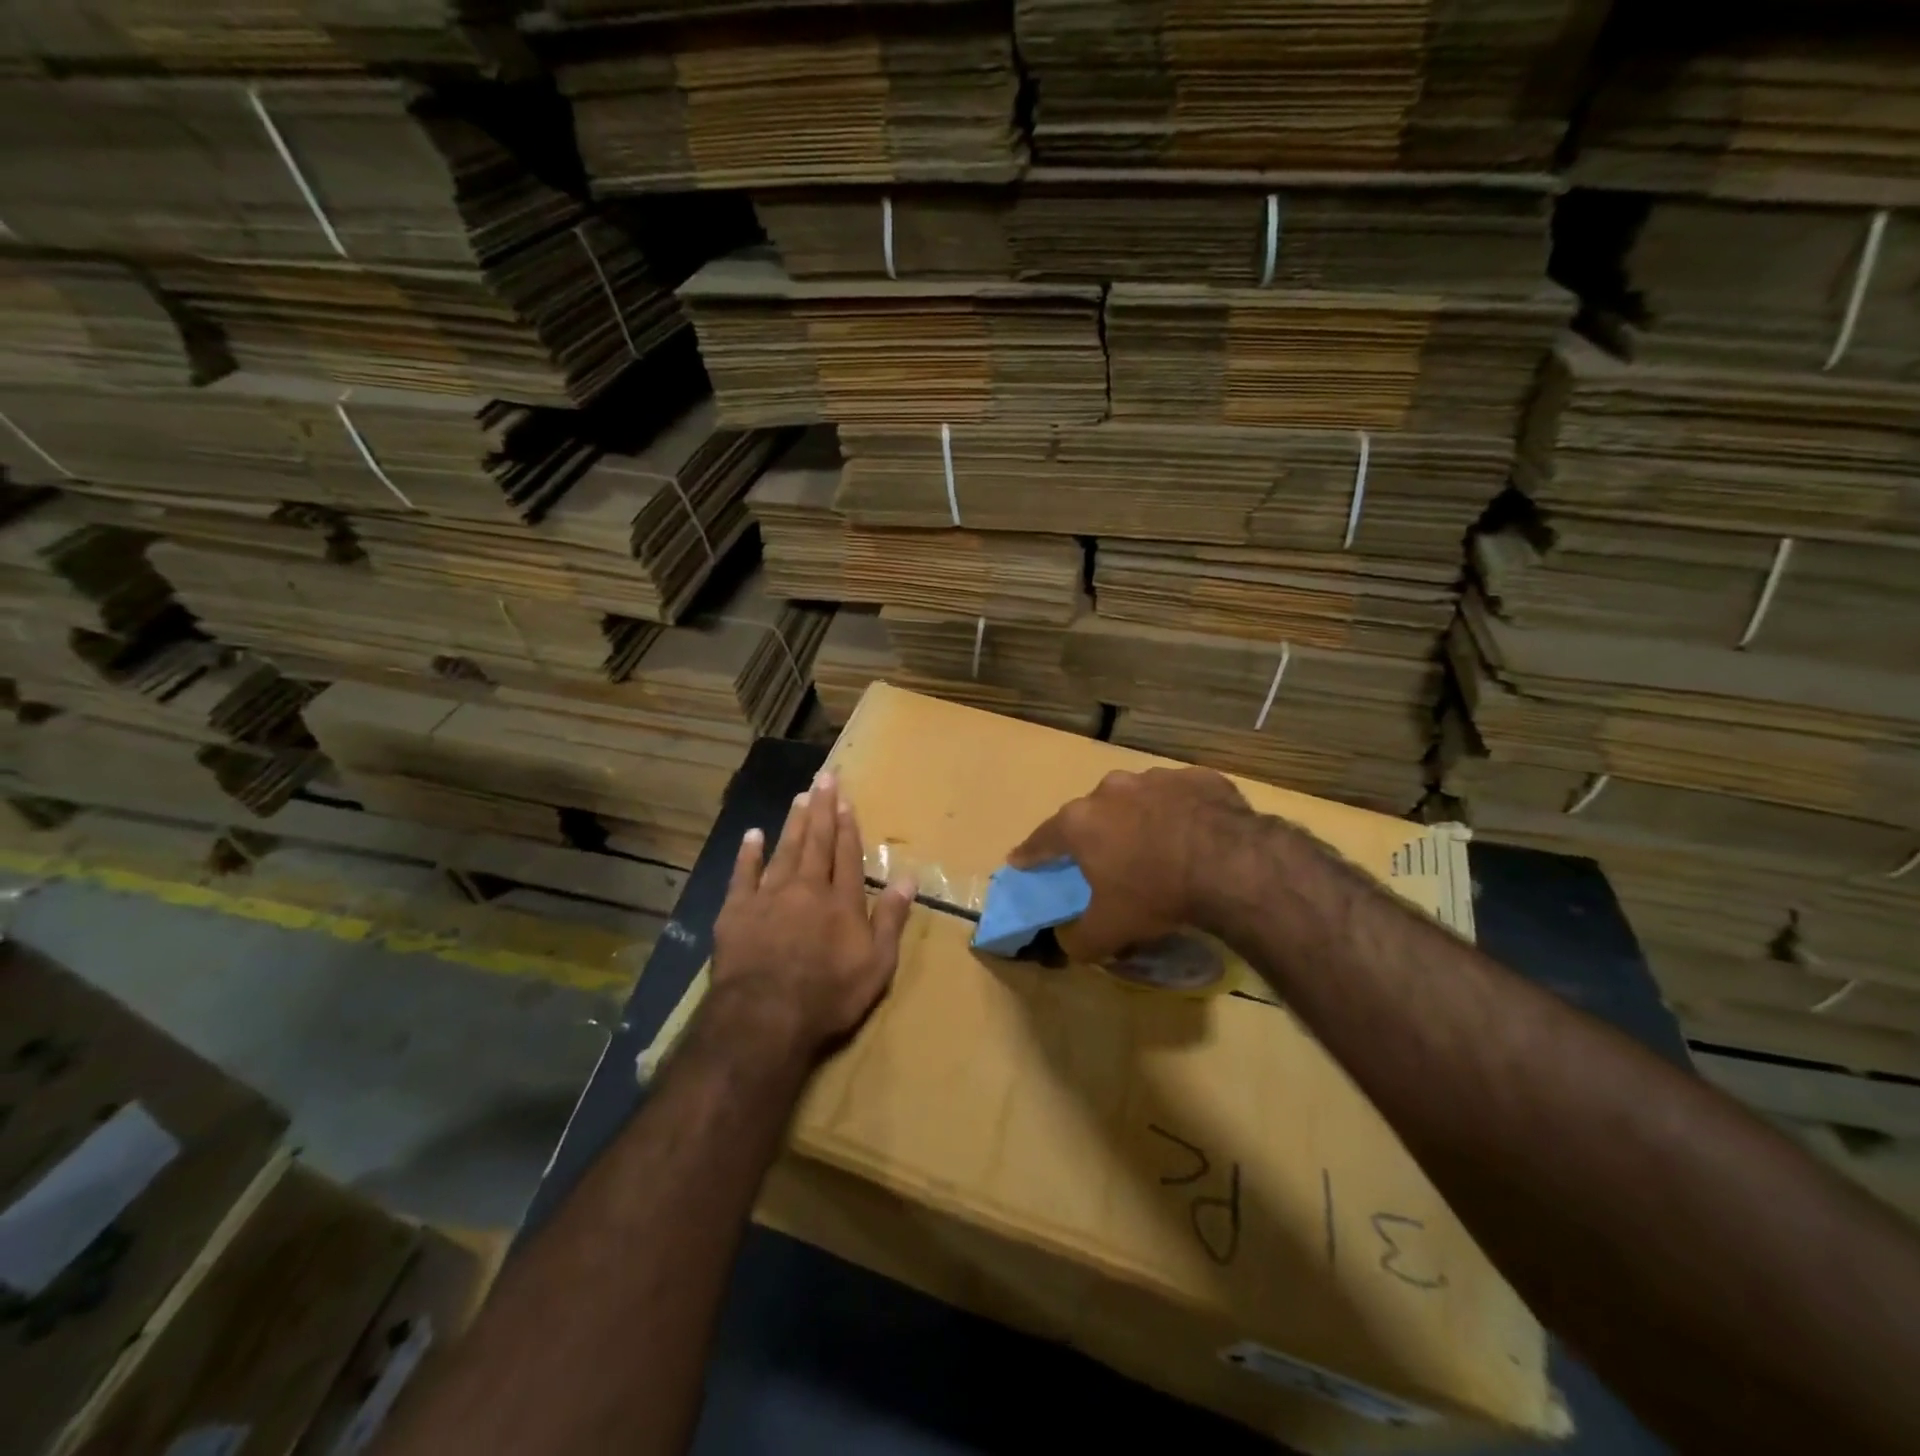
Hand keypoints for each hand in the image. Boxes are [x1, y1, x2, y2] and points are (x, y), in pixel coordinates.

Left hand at [712, 771, 916, 1060]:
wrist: (765, 1016)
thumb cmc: (828, 995)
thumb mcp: (877, 964)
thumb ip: (891, 918)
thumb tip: (908, 877)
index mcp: (842, 901)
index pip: (847, 854)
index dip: (847, 826)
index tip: (845, 800)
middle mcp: (807, 888)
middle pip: (816, 841)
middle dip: (822, 809)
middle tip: (824, 778)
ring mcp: (769, 896)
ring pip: (784, 850)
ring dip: (793, 822)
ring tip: (800, 797)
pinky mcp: (737, 910)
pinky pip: (743, 874)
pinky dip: (748, 853)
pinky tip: (753, 834)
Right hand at [1008, 767, 1254, 961]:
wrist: (1230, 863)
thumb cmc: (1156, 893)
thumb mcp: (1109, 930)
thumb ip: (1080, 939)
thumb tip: (1070, 942)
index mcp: (1080, 822)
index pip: (1042, 839)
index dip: (1030, 854)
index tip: (1019, 860)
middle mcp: (1111, 790)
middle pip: (1091, 813)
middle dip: (1093, 834)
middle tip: (1103, 858)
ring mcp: (1155, 778)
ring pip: (1137, 800)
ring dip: (1139, 819)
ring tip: (1156, 847)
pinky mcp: (1198, 777)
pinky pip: (1180, 797)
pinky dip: (1181, 813)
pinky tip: (1196, 836)